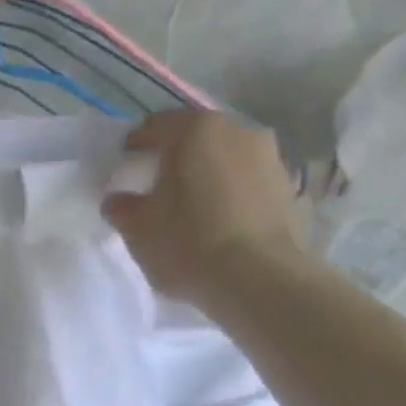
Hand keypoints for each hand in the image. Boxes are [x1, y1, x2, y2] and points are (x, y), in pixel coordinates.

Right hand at [101, 111, 306, 310]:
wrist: (256, 279)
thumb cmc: (187, 245)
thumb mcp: (138, 230)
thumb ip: (122, 208)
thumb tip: (117, 199)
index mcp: (196, 131)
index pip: (156, 126)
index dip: (136, 144)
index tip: (125, 163)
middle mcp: (237, 130)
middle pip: (196, 139)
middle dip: (175, 159)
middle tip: (158, 186)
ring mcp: (269, 156)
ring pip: (225, 159)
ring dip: (207, 175)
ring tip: (192, 208)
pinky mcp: (287, 187)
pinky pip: (247, 183)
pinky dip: (230, 194)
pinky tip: (219, 223)